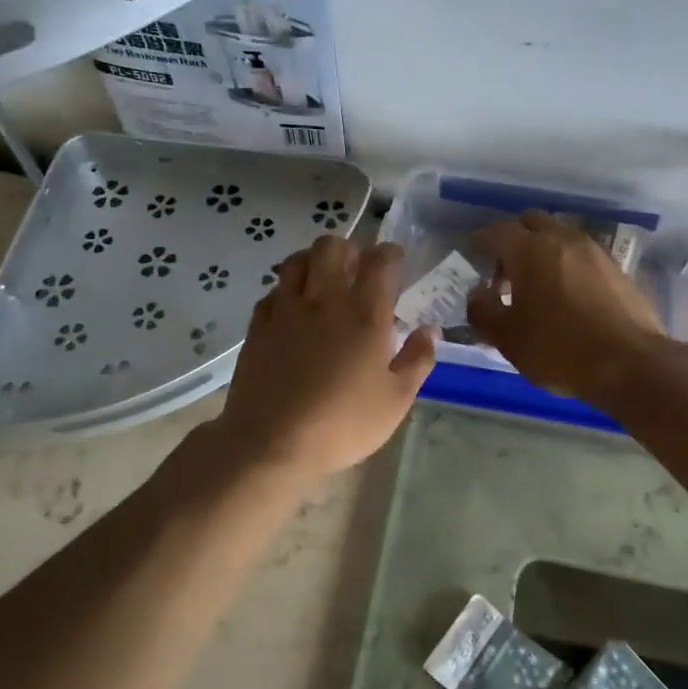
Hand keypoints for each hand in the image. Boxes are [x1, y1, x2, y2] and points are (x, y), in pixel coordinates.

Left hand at [216, 236, 435, 483]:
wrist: (271, 442)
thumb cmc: (342, 424)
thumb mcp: (396, 401)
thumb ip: (417, 360)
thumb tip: (429, 331)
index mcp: (365, 313)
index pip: (380, 261)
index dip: (390, 254)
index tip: (395, 262)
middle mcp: (325, 299)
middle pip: (332, 246)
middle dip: (348, 249)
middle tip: (356, 270)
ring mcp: (286, 309)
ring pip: (297, 260)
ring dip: (314, 262)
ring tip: (323, 282)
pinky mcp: (258, 325)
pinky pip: (273, 290)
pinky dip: (286, 290)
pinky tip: (292, 310)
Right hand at [467, 211, 669, 402]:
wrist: (631, 364)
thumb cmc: (559, 349)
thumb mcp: (507, 338)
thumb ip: (483, 311)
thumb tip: (477, 295)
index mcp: (530, 249)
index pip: (496, 231)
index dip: (480, 243)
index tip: (471, 258)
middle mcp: (562, 239)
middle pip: (531, 223)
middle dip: (514, 240)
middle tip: (504, 273)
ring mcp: (594, 251)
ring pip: (560, 236)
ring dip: (543, 251)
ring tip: (536, 286)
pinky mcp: (617, 268)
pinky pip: (582, 255)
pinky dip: (567, 265)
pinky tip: (567, 296)